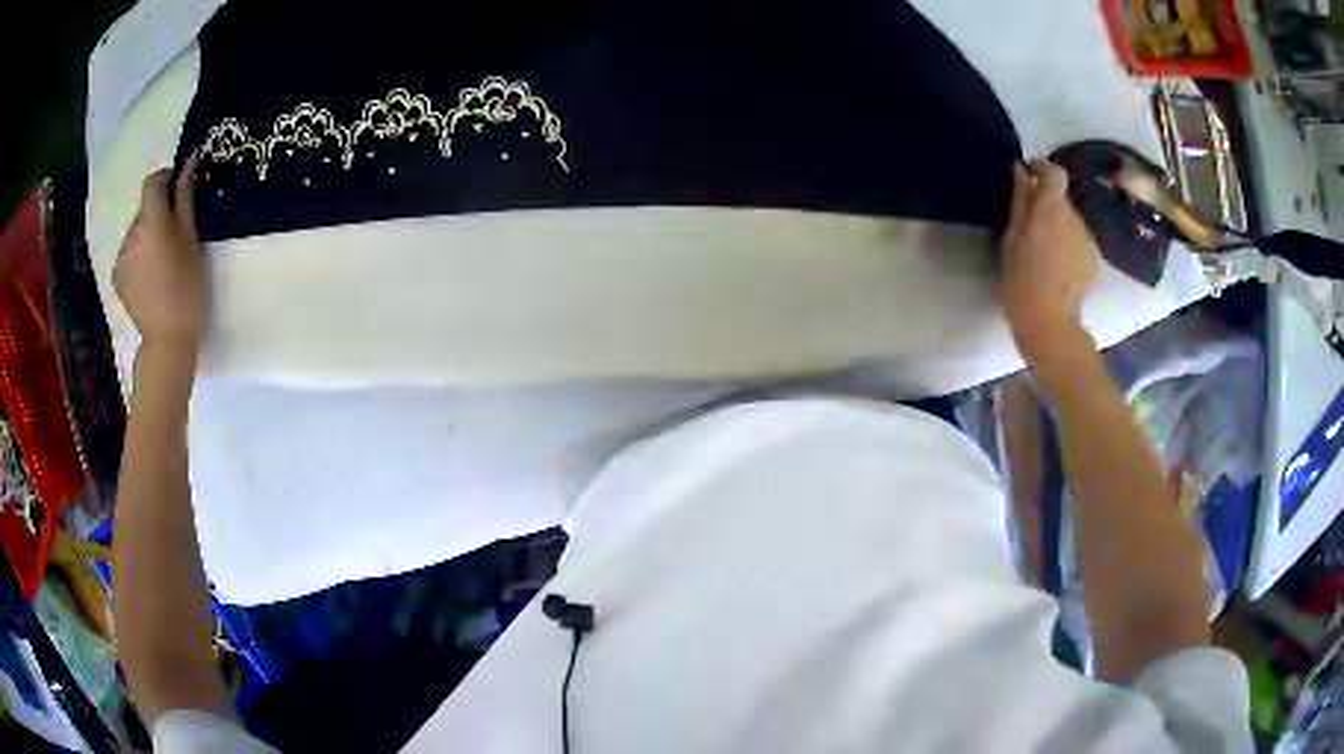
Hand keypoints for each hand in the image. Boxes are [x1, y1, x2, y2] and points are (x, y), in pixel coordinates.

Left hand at [113, 157, 203, 347]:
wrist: (167, 339)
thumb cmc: (186, 286)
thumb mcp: (191, 239)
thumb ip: (185, 198)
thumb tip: (189, 162)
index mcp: (151, 220)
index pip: (152, 182)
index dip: (165, 180)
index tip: (178, 191)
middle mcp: (131, 233)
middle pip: (145, 209)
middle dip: (158, 214)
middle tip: (176, 237)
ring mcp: (121, 256)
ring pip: (136, 232)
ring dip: (148, 237)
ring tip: (163, 263)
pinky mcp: (117, 277)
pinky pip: (129, 253)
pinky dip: (139, 257)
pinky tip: (151, 277)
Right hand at [999, 160, 1099, 353]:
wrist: (1050, 324)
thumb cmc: (1021, 281)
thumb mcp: (1011, 238)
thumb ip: (1020, 201)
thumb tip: (1021, 170)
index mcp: (1051, 209)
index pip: (1055, 172)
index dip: (1043, 170)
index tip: (1029, 177)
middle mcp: (1074, 217)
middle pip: (1063, 200)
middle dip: (1048, 207)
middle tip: (1031, 229)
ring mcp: (1088, 239)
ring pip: (1072, 222)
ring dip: (1059, 229)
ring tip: (1045, 254)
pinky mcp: (1094, 259)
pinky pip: (1079, 242)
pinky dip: (1069, 247)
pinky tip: (1058, 269)